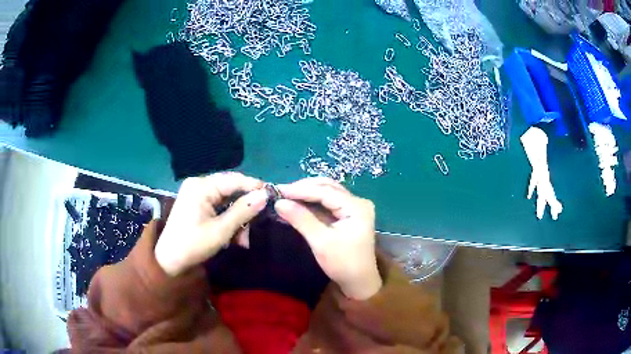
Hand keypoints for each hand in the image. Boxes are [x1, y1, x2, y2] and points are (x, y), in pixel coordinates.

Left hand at [155, 172, 267, 275]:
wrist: (169, 261)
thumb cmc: (193, 245)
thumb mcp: (221, 230)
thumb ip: (243, 211)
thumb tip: (265, 195)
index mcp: (201, 186)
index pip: (234, 180)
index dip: (254, 187)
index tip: (273, 197)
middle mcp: (199, 185)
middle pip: (231, 190)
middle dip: (244, 210)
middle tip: (254, 228)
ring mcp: (197, 194)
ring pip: (227, 201)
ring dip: (238, 220)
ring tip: (242, 241)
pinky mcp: (197, 204)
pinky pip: (219, 208)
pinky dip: (228, 221)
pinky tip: (233, 238)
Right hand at [275, 178, 381, 299]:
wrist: (359, 282)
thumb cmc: (342, 264)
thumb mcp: (320, 242)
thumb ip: (301, 219)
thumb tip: (279, 202)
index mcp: (357, 207)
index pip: (326, 191)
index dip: (301, 190)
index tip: (278, 190)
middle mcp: (358, 202)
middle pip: (328, 187)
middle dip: (303, 188)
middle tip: (281, 192)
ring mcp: (354, 207)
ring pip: (327, 193)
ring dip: (307, 193)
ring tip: (286, 196)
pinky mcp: (348, 215)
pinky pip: (328, 203)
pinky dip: (312, 203)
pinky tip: (297, 203)